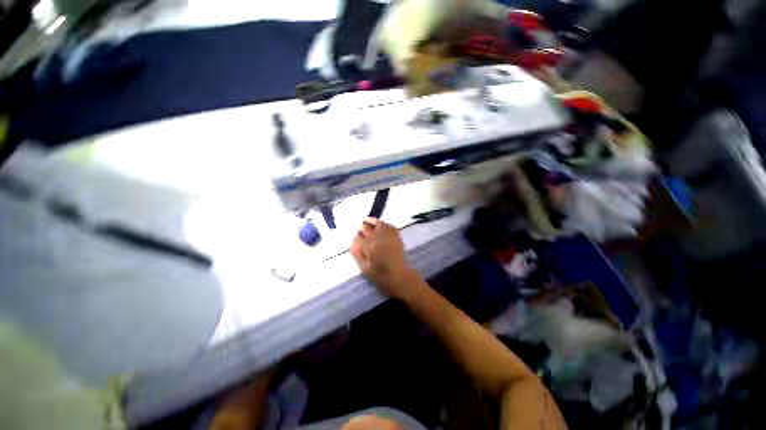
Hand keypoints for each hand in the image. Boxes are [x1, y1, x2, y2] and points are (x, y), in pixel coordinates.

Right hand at [350, 218, 415, 297]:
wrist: (399, 275)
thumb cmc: (380, 275)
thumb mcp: (364, 268)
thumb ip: (356, 253)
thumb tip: (352, 242)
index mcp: (369, 246)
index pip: (357, 238)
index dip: (355, 238)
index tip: (354, 238)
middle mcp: (378, 237)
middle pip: (365, 228)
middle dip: (361, 229)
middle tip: (360, 231)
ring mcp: (388, 235)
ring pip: (376, 223)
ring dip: (370, 222)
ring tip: (367, 221)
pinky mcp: (396, 235)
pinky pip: (387, 225)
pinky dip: (382, 223)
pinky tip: (379, 225)